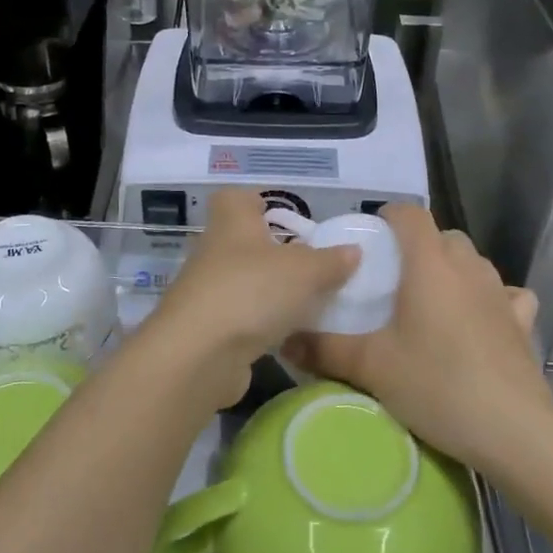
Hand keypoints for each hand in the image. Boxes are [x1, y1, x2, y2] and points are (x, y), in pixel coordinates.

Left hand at [141, 188, 358, 408]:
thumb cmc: (252, 291)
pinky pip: (243, 315)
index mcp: (232, 220)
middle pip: (246, 241)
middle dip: (277, 252)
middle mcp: (214, 249)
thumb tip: (352, 251)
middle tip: (312, 265)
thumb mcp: (305, 271)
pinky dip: (263, 322)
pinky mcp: (209, 327)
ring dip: (272, 289)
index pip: (238, 198)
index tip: (287, 219)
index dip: (260, 202)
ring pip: (245, 280)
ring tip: (310, 301)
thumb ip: (331, 261)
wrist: (199, 354)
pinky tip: (290, 334)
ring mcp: (208, 289)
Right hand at [284, 205, 552, 467]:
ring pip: (473, 262)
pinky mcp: (522, 321)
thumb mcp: (371, 367)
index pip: (410, 214)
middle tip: (393, 281)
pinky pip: (505, 294)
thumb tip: (285, 339)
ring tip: (430, 303)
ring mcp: (500, 292)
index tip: (370, 240)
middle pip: (442, 236)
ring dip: (451, 270)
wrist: (513, 431)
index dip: (388, 217)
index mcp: (429, 263)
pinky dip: (490, 299)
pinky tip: (480, 321)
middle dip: (417, 248)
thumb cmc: (437, 384)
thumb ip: (323, 348)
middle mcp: (467, 266)